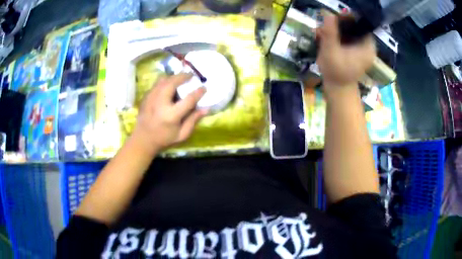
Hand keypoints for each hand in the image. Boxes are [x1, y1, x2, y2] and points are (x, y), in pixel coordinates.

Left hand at [131, 73, 207, 153]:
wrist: (143, 140)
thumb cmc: (164, 139)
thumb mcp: (182, 135)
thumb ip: (193, 121)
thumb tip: (206, 109)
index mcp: (171, 115)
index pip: (188, 100)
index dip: (198, 92)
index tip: (204, 88)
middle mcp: (160, 104)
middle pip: (172, 83)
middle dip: (183, 76)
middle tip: (191, 75)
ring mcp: (150, 99)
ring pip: (162, 80)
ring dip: (173, 77)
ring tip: (180, 78)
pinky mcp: (145, 97)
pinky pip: (156, 84)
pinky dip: (164, 82)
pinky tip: (169, 85)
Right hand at [316, 12, 375, 92]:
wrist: (338, 89)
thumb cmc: (336, 72)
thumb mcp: (331, 51)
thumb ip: (330, 32)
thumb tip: (328, 14)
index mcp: (368, 47)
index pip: (360, 24)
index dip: (347, 19)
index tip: (333, 19)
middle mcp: (368, 47)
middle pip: (355, 27)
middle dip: (339, 25)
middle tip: (325, 27)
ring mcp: (363, 49)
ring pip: (350, 32)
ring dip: (336, 30)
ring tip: (323, 34)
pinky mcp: (357, 52)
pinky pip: (349, 38)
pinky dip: (339, 36)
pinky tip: (328, 39)